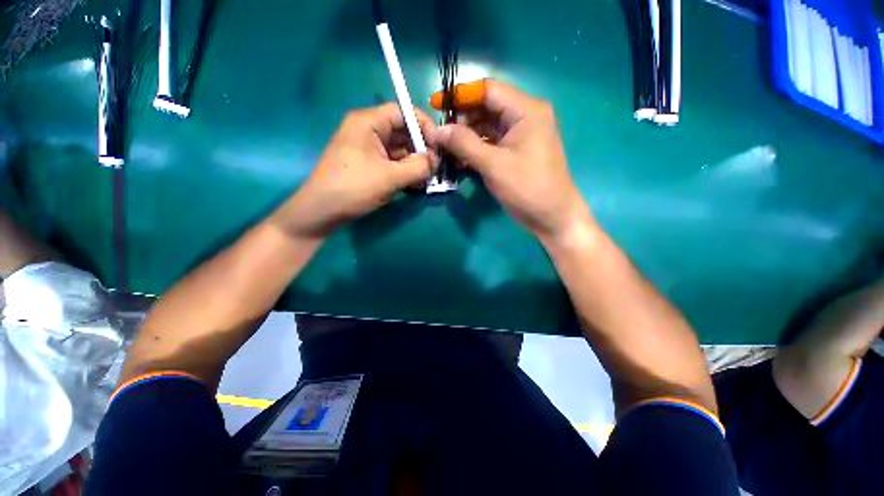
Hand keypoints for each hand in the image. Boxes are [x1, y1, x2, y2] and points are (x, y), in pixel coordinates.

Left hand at [274, 103, 436, 237]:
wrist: (322, 211)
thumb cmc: (354, 187)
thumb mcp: (390, 177)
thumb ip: (418, 167)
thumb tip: (436, 161)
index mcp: (368, 122)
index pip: (403, 112)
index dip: (424, 126)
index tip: (439, 145)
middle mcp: (368, 130)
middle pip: (402, 131)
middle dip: (421, 148)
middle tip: (436, 166)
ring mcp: (367, 148)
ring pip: (399, 149)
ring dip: (415, 162)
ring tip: (428, 178)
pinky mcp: (368, 164)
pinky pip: (392, 162)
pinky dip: (405, 171)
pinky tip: (416, 183)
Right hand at [432, 80, 591, 244]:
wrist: (551, 216)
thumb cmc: (527, 188)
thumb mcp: (493, 165)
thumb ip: (465, 144)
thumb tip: (438, 130)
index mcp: (526, 110)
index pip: (488, 90)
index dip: (460, 95)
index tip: (436, 104)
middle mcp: (525, 116)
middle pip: (487, 107)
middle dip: (462, 119)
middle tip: (440, 134)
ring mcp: (520, 134)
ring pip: (487, 126)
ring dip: (467, 136)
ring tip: (446, 148)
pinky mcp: (515, 151)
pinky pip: (492, 142)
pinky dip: (475, 148)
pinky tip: (460, 158)